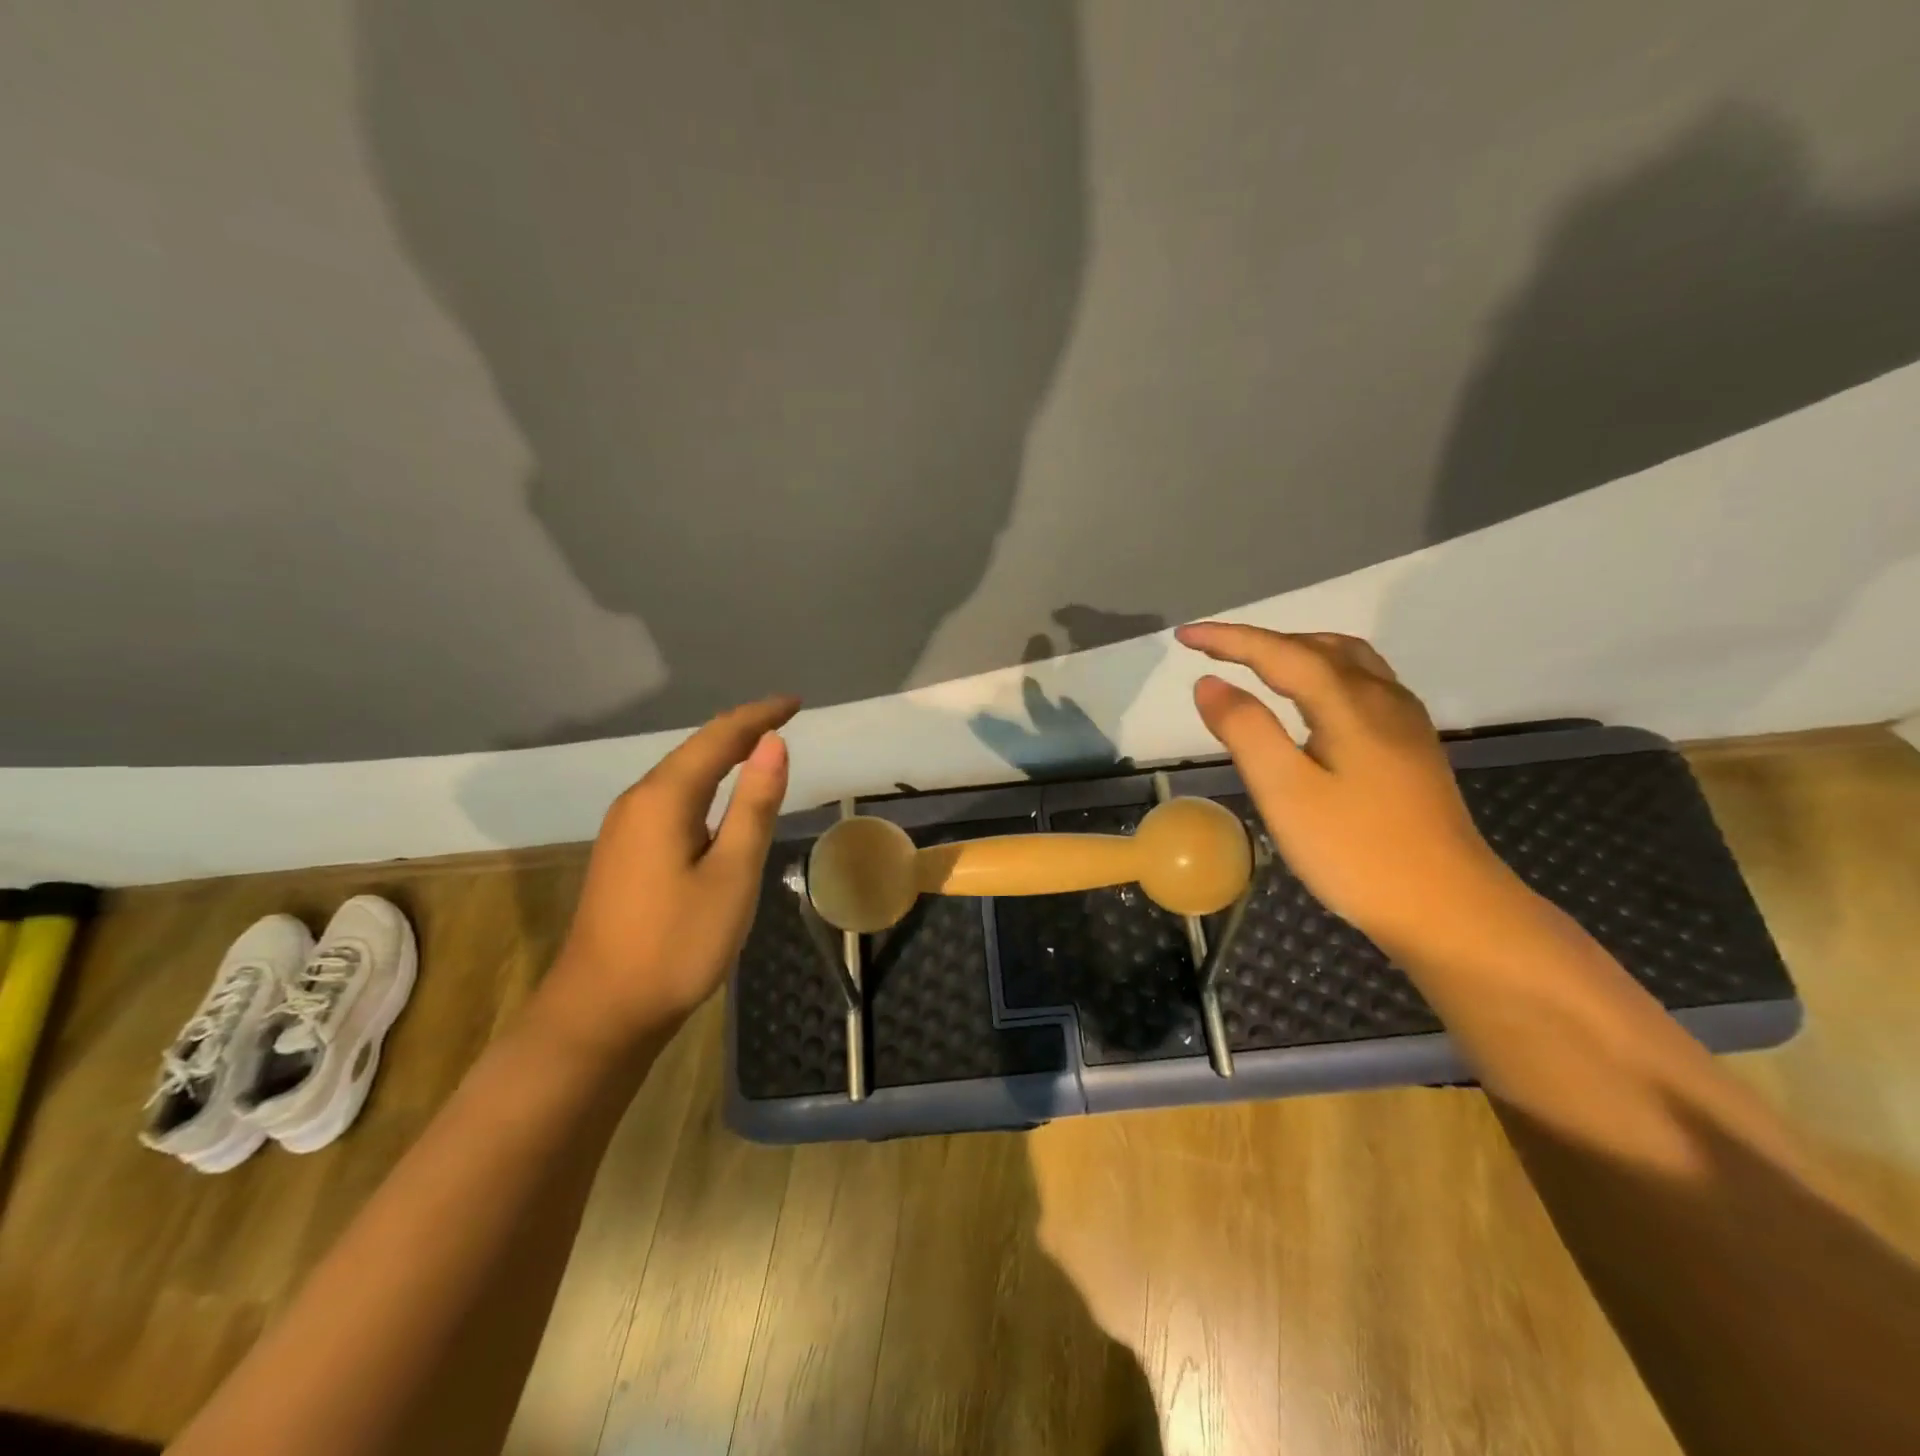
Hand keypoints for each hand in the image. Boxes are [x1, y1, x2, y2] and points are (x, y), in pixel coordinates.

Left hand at [539, 695, 798, 1052]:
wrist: (603, 1011)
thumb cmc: (678, 943)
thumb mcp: (732, 873)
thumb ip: (754, 804)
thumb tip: (773, 743)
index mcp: (664, 799)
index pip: (719, 738)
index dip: (759, 716)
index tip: (796, 702)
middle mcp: (638, 801)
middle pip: (695, 750)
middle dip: (740, 729)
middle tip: (784, 718)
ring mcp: (625, 828)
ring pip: (680, 774)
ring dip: (721, 754)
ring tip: (760, 745)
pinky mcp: (625, 852)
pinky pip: (671, 799)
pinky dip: (704, 783)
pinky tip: (719, 795)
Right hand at [1176, 623, 1509, 951]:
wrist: (1450, 909)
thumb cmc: (1356, 852)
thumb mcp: (1286, 793)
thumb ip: (1245, 730)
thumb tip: (1209, 683)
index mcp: (1349, 704)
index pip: (1280, 653)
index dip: (1229, 639)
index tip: (1184, 636)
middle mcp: (1383, 699)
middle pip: (1317, 647)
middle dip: (1260, 641)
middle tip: (1213, 650)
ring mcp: (1405, 723)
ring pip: (1348, 662)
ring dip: (1297, 651)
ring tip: (1259, 664)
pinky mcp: (1412, 749)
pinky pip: (1364, 684)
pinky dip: (1325, 673)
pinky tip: (1314, 701)